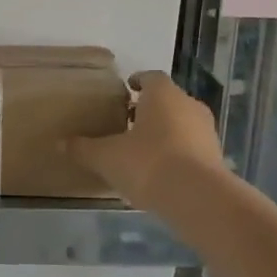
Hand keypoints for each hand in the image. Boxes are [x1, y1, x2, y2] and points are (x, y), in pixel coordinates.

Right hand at [67, 71, 226, 212]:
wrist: (198, 198)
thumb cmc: (148, 163)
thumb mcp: (106, 157)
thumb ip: (83, 149)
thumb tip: (60, 143)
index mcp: (162, 95)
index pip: (150, 77)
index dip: (137, 81)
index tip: (125, 89)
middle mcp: (188, 105)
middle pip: (167, 100)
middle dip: (148, 109)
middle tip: (126, 122)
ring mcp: (206, 131)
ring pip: (181, 123)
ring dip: (163, 132)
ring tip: (140, 149)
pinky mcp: (216, 157)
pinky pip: (190, 147)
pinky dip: (176, 153)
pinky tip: (159, 171)